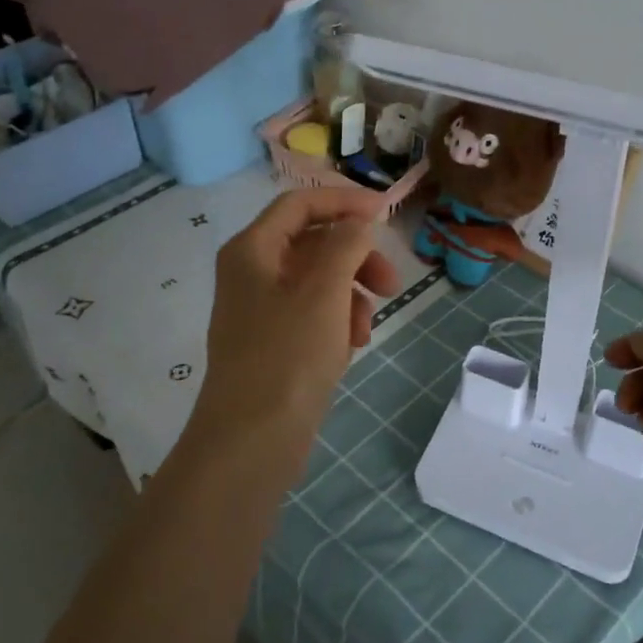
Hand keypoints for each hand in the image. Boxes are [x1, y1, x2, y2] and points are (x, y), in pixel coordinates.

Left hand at [194, 187, 399, 448]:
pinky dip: (337, 322)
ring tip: (366, 329)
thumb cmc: (288, 356)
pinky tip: (351, 348)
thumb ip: (345, 244)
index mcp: (252, 250)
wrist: (252, 440)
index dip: (344, 201)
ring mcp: (260, 311)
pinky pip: (313, 315)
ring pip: (318, 282)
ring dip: (351, 296)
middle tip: (391, 282)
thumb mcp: (324, 291)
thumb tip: (358, 222)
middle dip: (355, 258)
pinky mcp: (273, 344)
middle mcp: (251, 273)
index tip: (386, 213)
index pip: (299, 204)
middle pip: (312, 244)